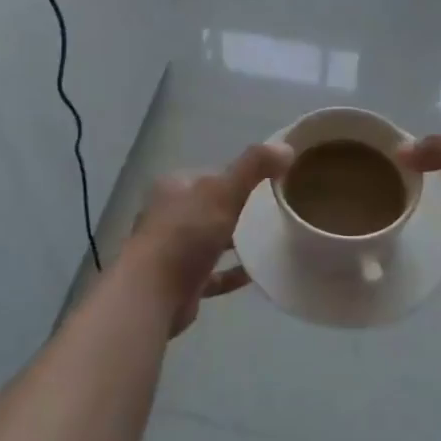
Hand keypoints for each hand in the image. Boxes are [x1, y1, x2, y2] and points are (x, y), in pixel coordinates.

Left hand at [123, 142, 291, 333]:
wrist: (154, 294)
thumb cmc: (186, 234)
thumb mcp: (224, 191)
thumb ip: (254, 167)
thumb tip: (286, 147)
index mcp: (174, 187)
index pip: (211, 175)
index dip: (238, 177)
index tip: (268, 183)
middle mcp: (168, 215)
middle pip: (210, 208)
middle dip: (236, 210)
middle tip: (272, 213)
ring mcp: (172, 250)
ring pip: (209, 241)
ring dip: (233, 242)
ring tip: (268, 240)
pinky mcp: (180, 282)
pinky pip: (212, 274)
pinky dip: (231, 273)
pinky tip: (255, 273)